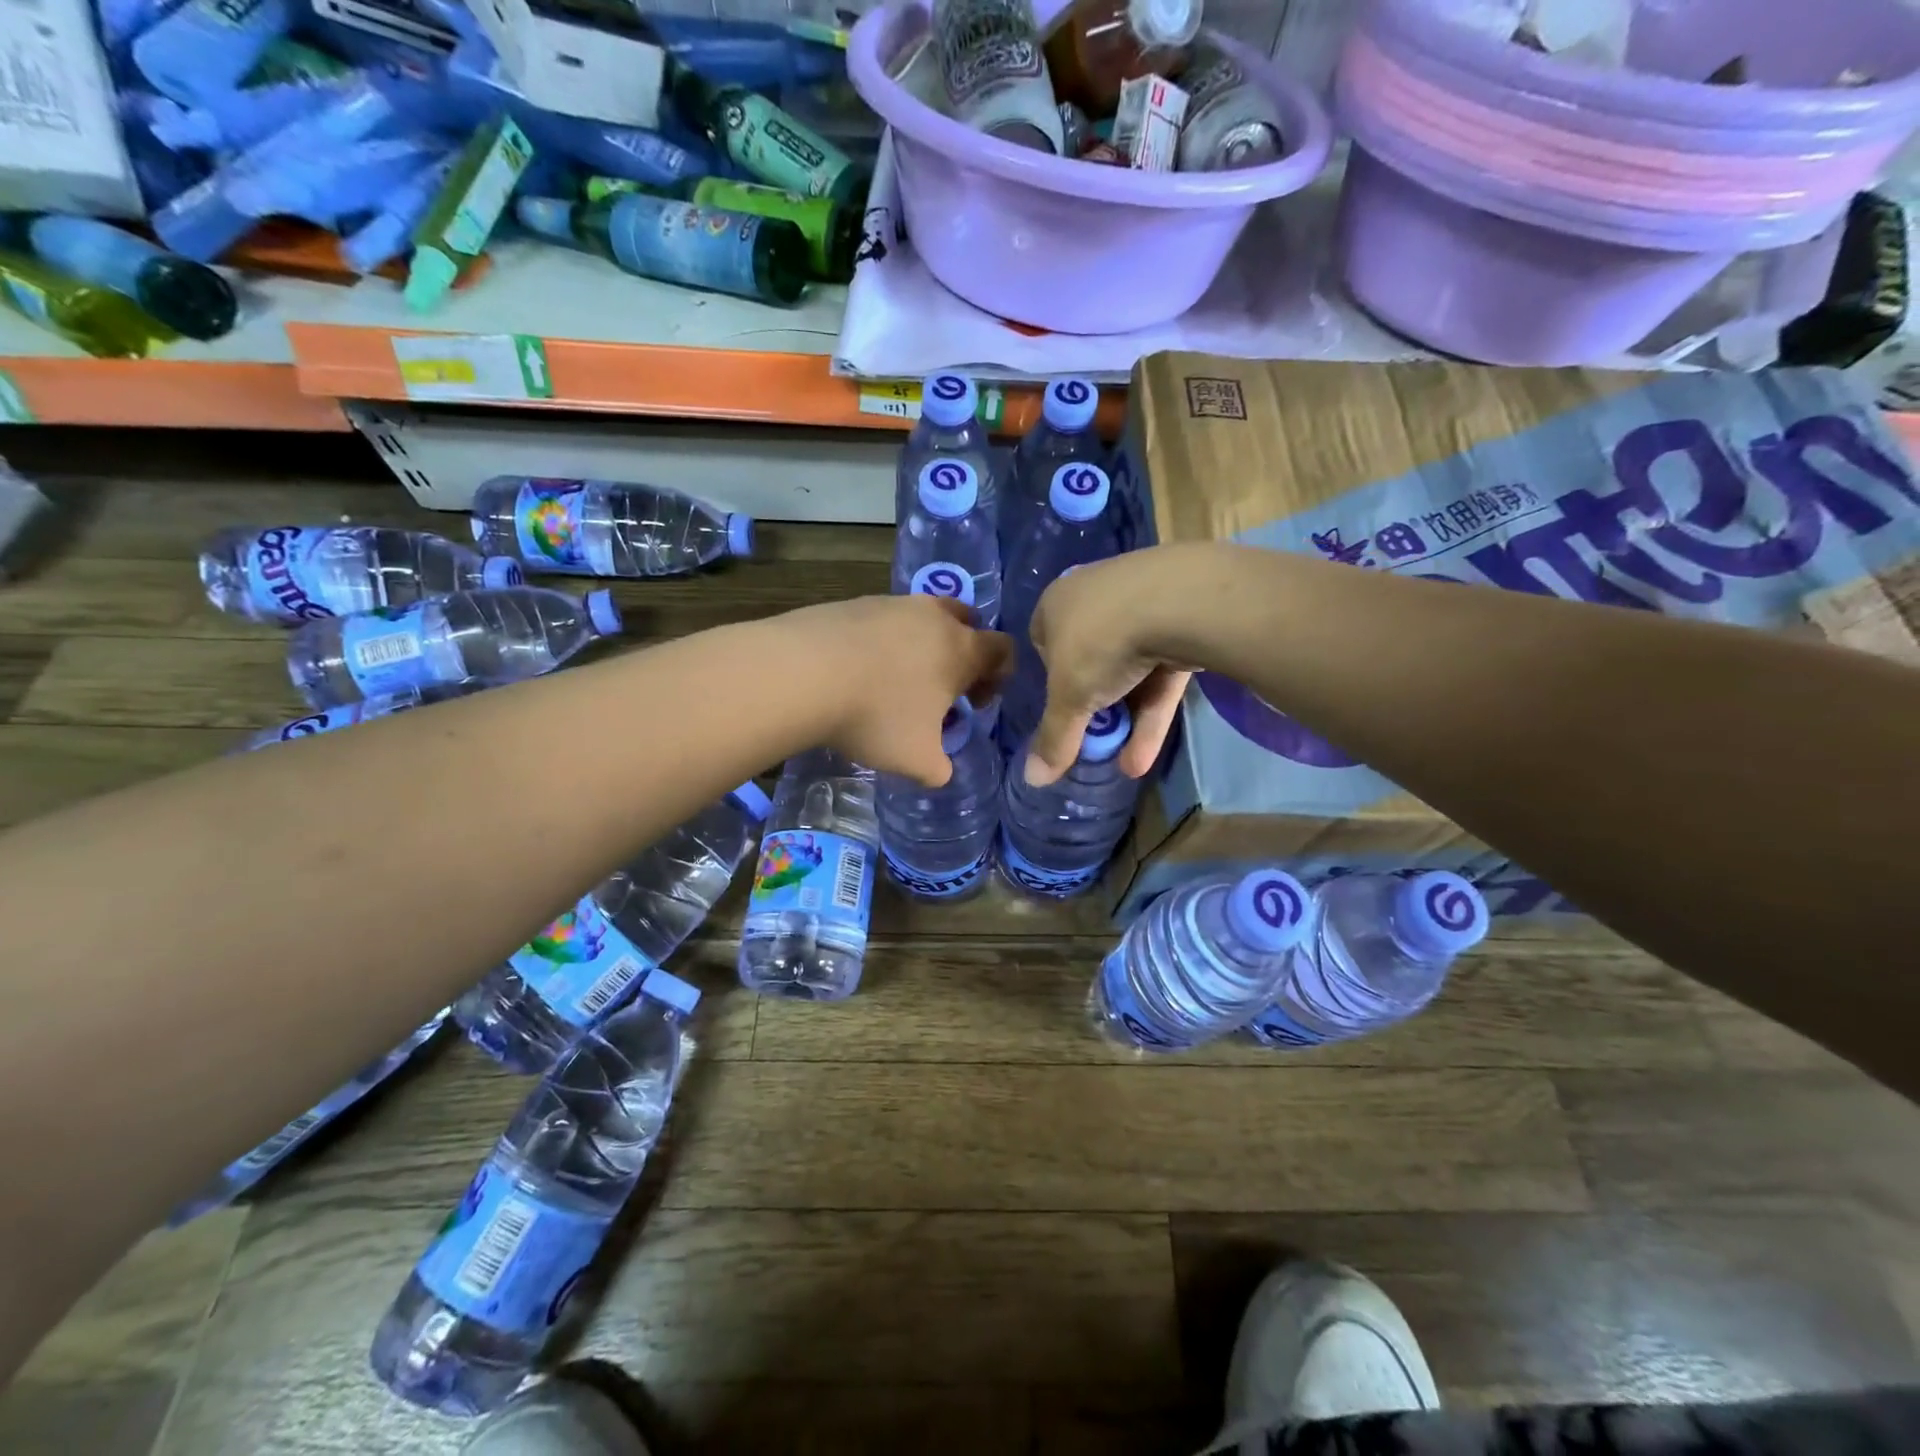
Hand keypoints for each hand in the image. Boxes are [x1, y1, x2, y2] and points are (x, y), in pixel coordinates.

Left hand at [780, 594, 1011, 785]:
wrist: (803, 673)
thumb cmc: (876, 717)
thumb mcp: (916, 760)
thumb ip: (939, 768)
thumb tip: (941, 771)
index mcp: (962, 650)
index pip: (1003, 650)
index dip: (999, 676)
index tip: (975, 702)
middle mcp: (934, 617)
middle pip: (967, 621)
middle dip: (964, 651)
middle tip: (944, 684)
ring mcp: (893, 604)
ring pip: (924, 616)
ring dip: (923, 643)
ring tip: (897, 678)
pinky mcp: (855, 602)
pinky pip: (885, 618)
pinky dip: (884, 639)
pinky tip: (860, 668)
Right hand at [1025, 551, 1195, 785]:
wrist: (1179, 601)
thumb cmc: (1101, 643)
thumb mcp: (1068, 699)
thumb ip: (1053, 739)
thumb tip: (1032, 780)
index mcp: (1057, 603)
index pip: (1044, 643)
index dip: (1050, 682)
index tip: (1060, 711)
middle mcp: (1096, 597)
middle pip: (1089, 661)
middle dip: (1093, 707)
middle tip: (1092, 741)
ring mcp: (1143, 605)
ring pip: (1130, 672)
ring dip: (1127, 721)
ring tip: (1125, 766)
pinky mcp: (1183, 622)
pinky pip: (1161, 673)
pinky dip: (1152, 713)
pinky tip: (1144, 757)